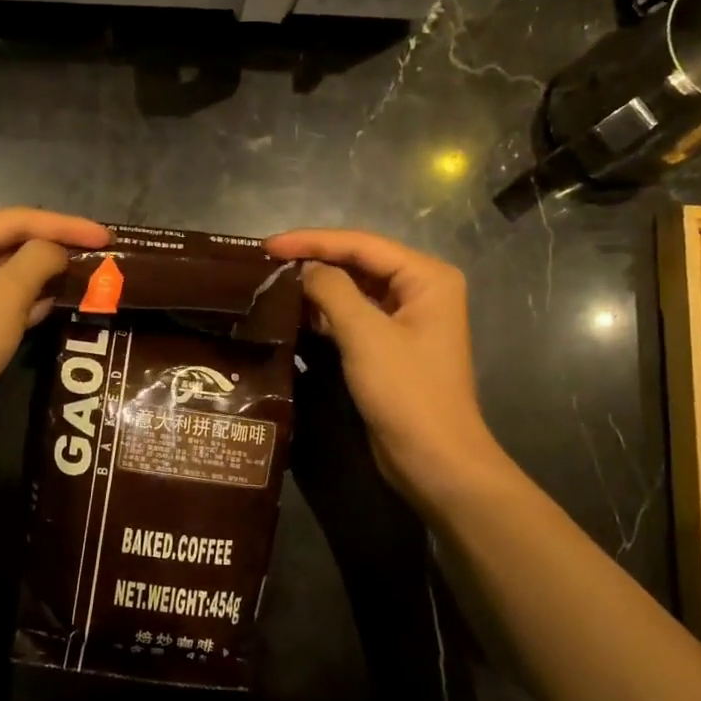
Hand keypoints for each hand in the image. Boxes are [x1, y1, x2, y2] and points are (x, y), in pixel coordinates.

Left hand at [0, 208, 107, 455]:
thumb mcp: (4, 297)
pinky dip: (35, 301)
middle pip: (12, 244)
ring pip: (12, 275)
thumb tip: (60, 250)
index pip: (15, 220)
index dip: (64, 225)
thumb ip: (38, 261)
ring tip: (93, 275)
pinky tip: (65, 302)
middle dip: (56, 249)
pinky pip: (8, 302)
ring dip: (49, 276)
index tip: (106, 235)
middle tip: (103, 254)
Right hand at [264, 228, 512, 510]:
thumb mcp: (365, 335)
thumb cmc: (406, 392)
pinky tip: (294, 312)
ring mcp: (406, 318)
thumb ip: (332, 290)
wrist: (434, 460)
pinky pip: (353, 316)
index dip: (312, 241)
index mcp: (426, 277)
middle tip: (266, 261)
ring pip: (354, 288)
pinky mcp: (390, 345)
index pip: (362, 244)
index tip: (269, 245)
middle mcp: (420, 289)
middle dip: (314, 259)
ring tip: (273, 281)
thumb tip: (304, 269)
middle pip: (359, 262)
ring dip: (317, 286)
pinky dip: (325, 312)